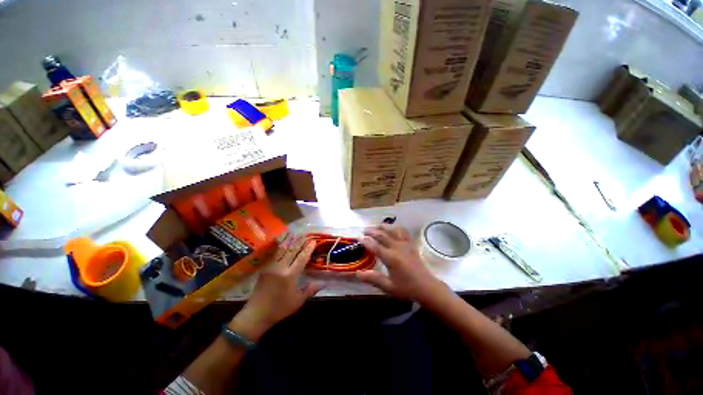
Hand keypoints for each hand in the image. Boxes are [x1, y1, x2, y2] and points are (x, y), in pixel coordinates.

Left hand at [229, 236, 321, 340]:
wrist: (256, 314)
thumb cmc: (279, 309)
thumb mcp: (298, 301)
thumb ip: (310, 290)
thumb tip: (323, 282)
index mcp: (290, 275)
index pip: (301, 258)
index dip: (308, 249)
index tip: (313, 241)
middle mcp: (281, 267)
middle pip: (292, 251)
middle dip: (299, 242)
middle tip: (305, 235)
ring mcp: (271, 267)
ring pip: (282, 250)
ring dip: (289, 242)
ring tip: (295, 235)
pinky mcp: (265, 268)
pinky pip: (274, 254)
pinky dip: (280, 247)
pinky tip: (282, 243)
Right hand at [357, 225, 445, 303]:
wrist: (426, 287)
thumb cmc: (407, 288)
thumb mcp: (388, 286)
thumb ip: (373, 279)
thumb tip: (357, 274)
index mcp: (391, 258)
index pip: (375, 246)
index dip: (366, 241)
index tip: (358, 237)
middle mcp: (397, 247)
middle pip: (382, 235)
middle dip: (372, 231)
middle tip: (364, 230)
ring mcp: (405, 244)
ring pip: (392, 230)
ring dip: (383, 227)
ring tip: (376, 226)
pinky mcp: (411, 244)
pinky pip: (403, 232)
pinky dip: (395, 228)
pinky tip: (392, 229)